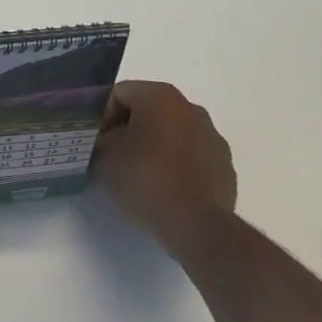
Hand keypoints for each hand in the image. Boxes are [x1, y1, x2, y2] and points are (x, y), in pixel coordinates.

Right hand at [92, 81, 237, 253]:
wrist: (197, 227)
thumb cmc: (145, 179)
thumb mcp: (103, 157)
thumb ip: (98, 141)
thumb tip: (103, 143)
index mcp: (159, 95)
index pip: (119, 94)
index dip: (101, 116)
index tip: (96, 143)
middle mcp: (189, 107)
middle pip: (148, 110)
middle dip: (129, 130)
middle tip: (113, 157)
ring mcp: (212, 137)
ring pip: (172, 133)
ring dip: (155, 147)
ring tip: (140, 176)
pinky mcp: (225, 167)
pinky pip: (192, 157)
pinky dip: (177, 166)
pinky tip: (165, 190)